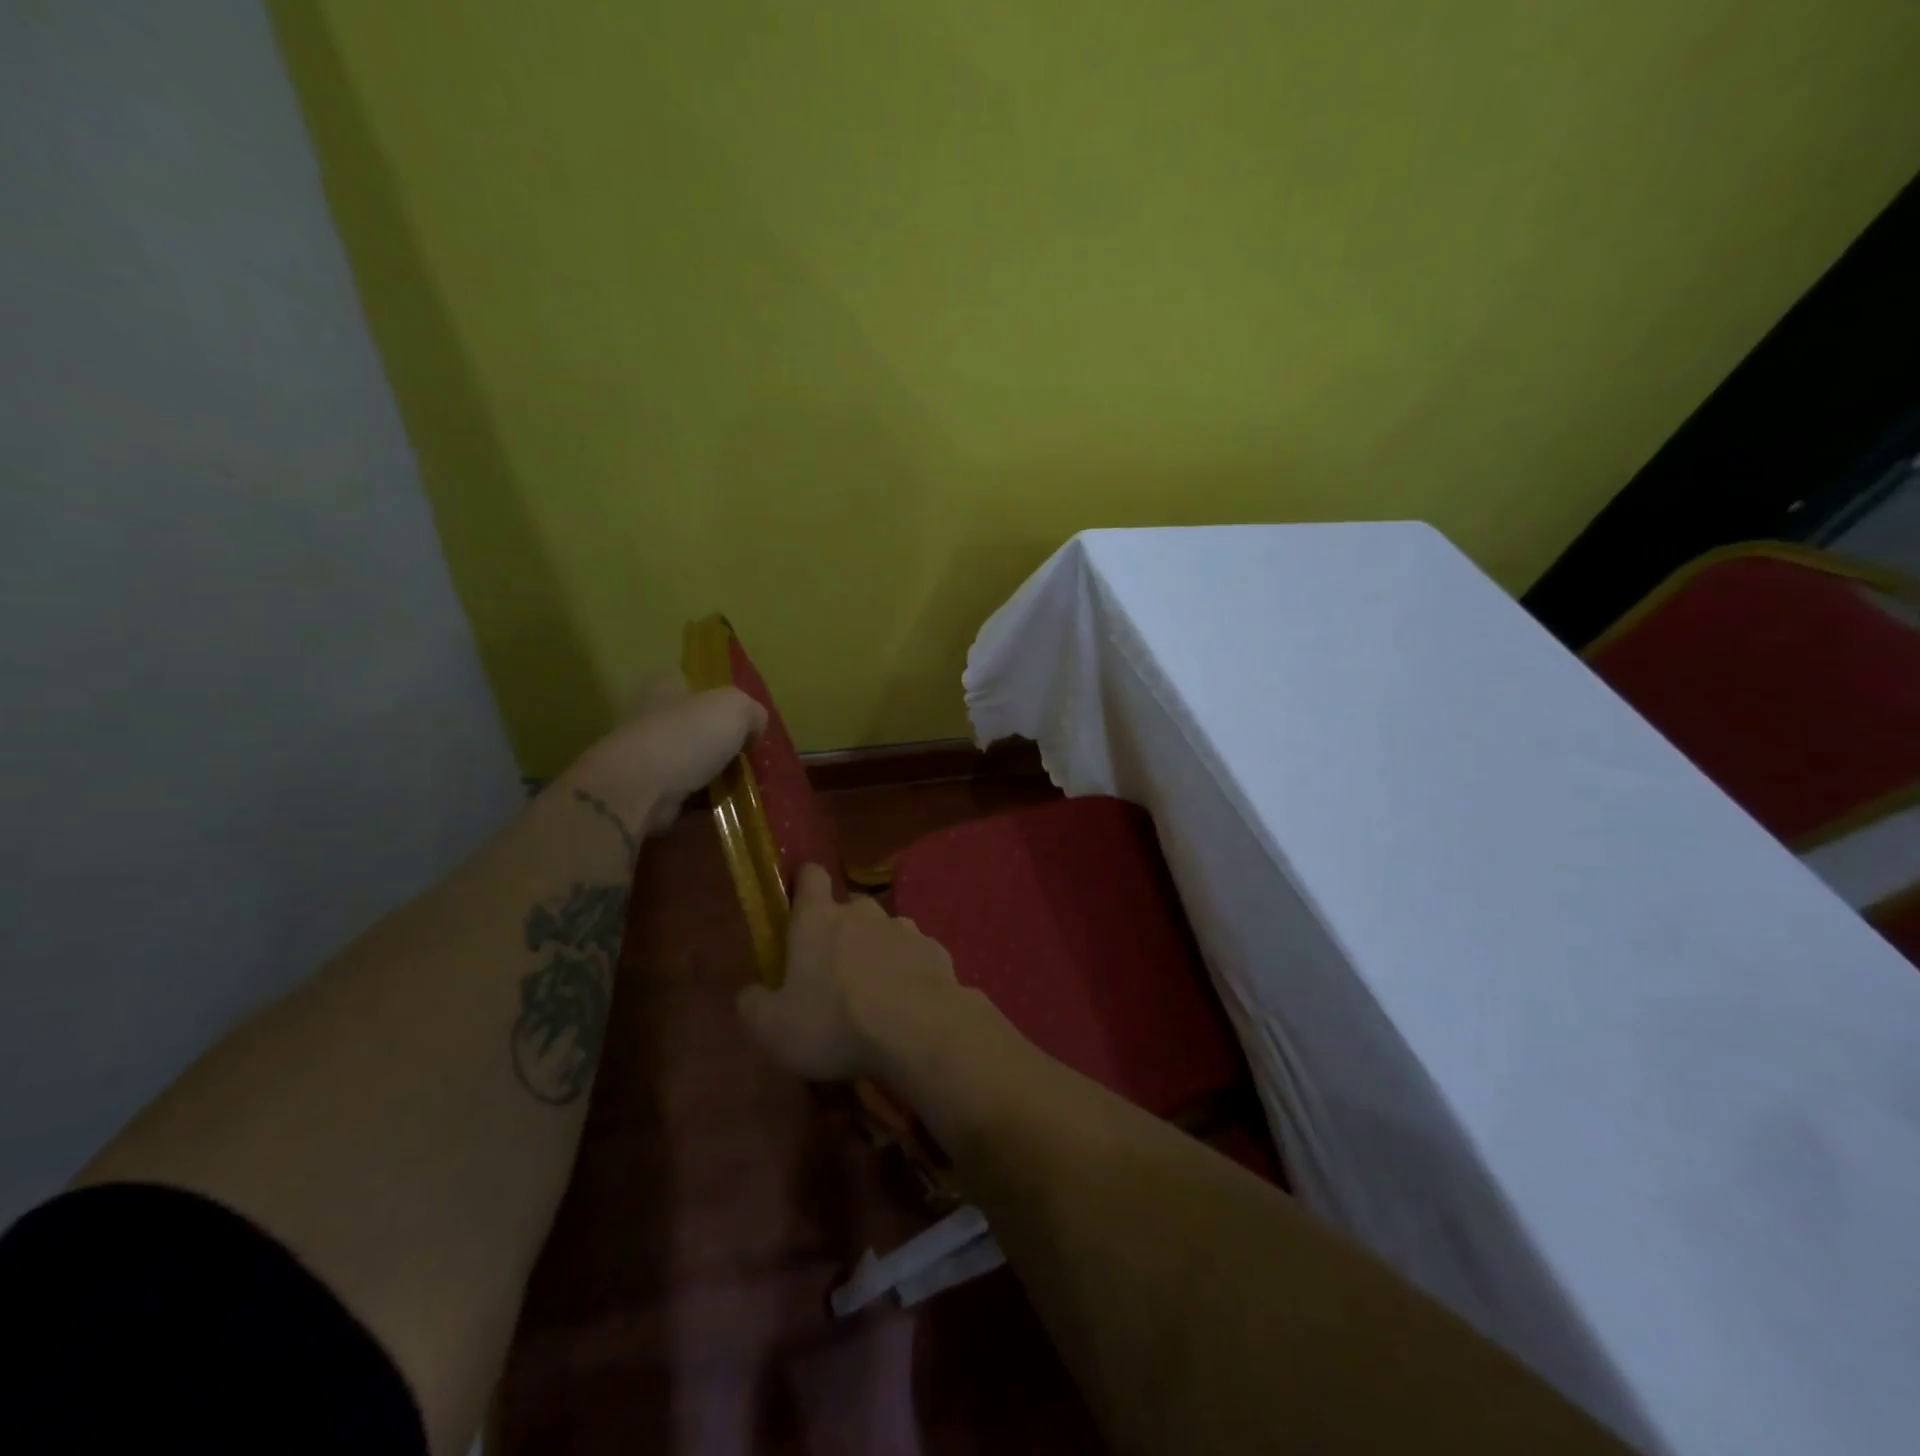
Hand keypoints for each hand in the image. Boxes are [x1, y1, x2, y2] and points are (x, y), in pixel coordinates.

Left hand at [576, 677, 766, 834]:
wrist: (640, 789)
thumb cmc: (688, 736)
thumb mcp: (736, 708)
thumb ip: (753, 713)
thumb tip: (753, 731)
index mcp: (665, 687)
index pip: (694, 687)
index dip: (721, 704)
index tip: (744, 726)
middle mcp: (649, 718)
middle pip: (693, 728)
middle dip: (719, 745)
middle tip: (747, 760)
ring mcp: (644, 758)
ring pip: (689, 765)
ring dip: (712, 777)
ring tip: (741, 790)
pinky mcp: (643, 793)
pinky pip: (682, 797)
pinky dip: (701, 805)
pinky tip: (723, 810)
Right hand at [737, 863, 964, 1081]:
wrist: (919, 1030)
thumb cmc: (835, 1022)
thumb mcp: (773, 1028)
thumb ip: (754, 1005)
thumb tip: (751, 993)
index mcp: (818, 919)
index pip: (810, 875)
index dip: (804, 884)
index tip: (799, 904)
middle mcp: (863, 912)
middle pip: (849, 907)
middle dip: (841, 930)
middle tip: (833, 971)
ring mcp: (904, 928)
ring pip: (884, 931)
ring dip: (877, 952)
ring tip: (874, 994)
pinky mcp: (935, 950)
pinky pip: (915, 955)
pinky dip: (908, 972)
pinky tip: (907, 1005)